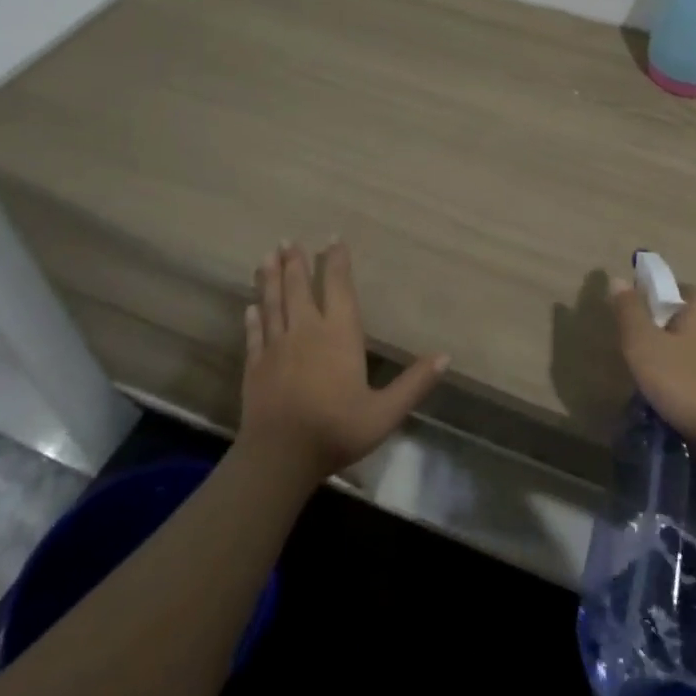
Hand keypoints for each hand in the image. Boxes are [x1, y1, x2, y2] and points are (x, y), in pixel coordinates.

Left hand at [242, 241, 447, 480]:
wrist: (280, 457)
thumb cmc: (337, 429)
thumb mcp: (385, 412)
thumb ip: (414, 383)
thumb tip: (446, 356)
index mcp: (339, 334)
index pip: (338, 288)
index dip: (336, 262)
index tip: (332, 238)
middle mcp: (306, 331)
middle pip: (299, 289)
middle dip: (294, 263)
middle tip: (286, 240)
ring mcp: (277, 348)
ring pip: (273, 305)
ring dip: (270, 281)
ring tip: (265, 258)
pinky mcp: (255, 368)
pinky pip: (255, 335)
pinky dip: (253, 319)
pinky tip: (249, 308)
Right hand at [609, 277, 695, 459]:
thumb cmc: (690, 385)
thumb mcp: (645, 347)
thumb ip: (629, 312)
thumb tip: (617, 279)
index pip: (665, 292)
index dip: (645, 314)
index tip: (635, 342)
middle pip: (680, 320)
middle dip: (661, 341)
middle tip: (646, 370)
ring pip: (695, 346)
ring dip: (678, 363)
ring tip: (665, 393)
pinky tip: (689, 404)